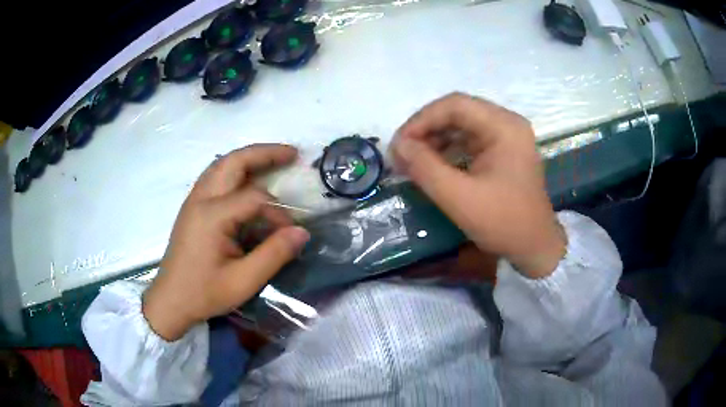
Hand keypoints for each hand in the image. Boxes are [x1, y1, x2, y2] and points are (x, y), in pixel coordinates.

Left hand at [143, 144, 309, 340]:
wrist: (170, 301)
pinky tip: (246, 179)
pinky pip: (215, 176)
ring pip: (222, 164)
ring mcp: (193, 200)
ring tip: (273, 159)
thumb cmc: (204, 293)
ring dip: (248, 158)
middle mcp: (201, 199)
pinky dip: (234, 169)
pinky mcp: (191, 207)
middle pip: (234, 161)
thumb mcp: (243, 281)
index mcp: (212, 216)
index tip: (290, 233)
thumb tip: (302, 232)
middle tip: (292, 153)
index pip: (255, 198)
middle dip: (265, 153)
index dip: (278, 212)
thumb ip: (274, 254)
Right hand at [392, 93, 564, 277]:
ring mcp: (506, 137)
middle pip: (458, 112)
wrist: (535, 248)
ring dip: (434, 140)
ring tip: (412, 161)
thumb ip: (425, 168)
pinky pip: (469, 140)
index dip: (421, 120)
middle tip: (402, 153)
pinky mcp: (503, 151)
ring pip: (461, 125)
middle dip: (426, 130)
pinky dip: (447, 150)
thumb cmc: (503, 222)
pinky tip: (431, 166)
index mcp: (504, 127)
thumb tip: (398, 145)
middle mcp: (507, 124)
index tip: (399, 144)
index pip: (455, 105)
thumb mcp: (460, 198)